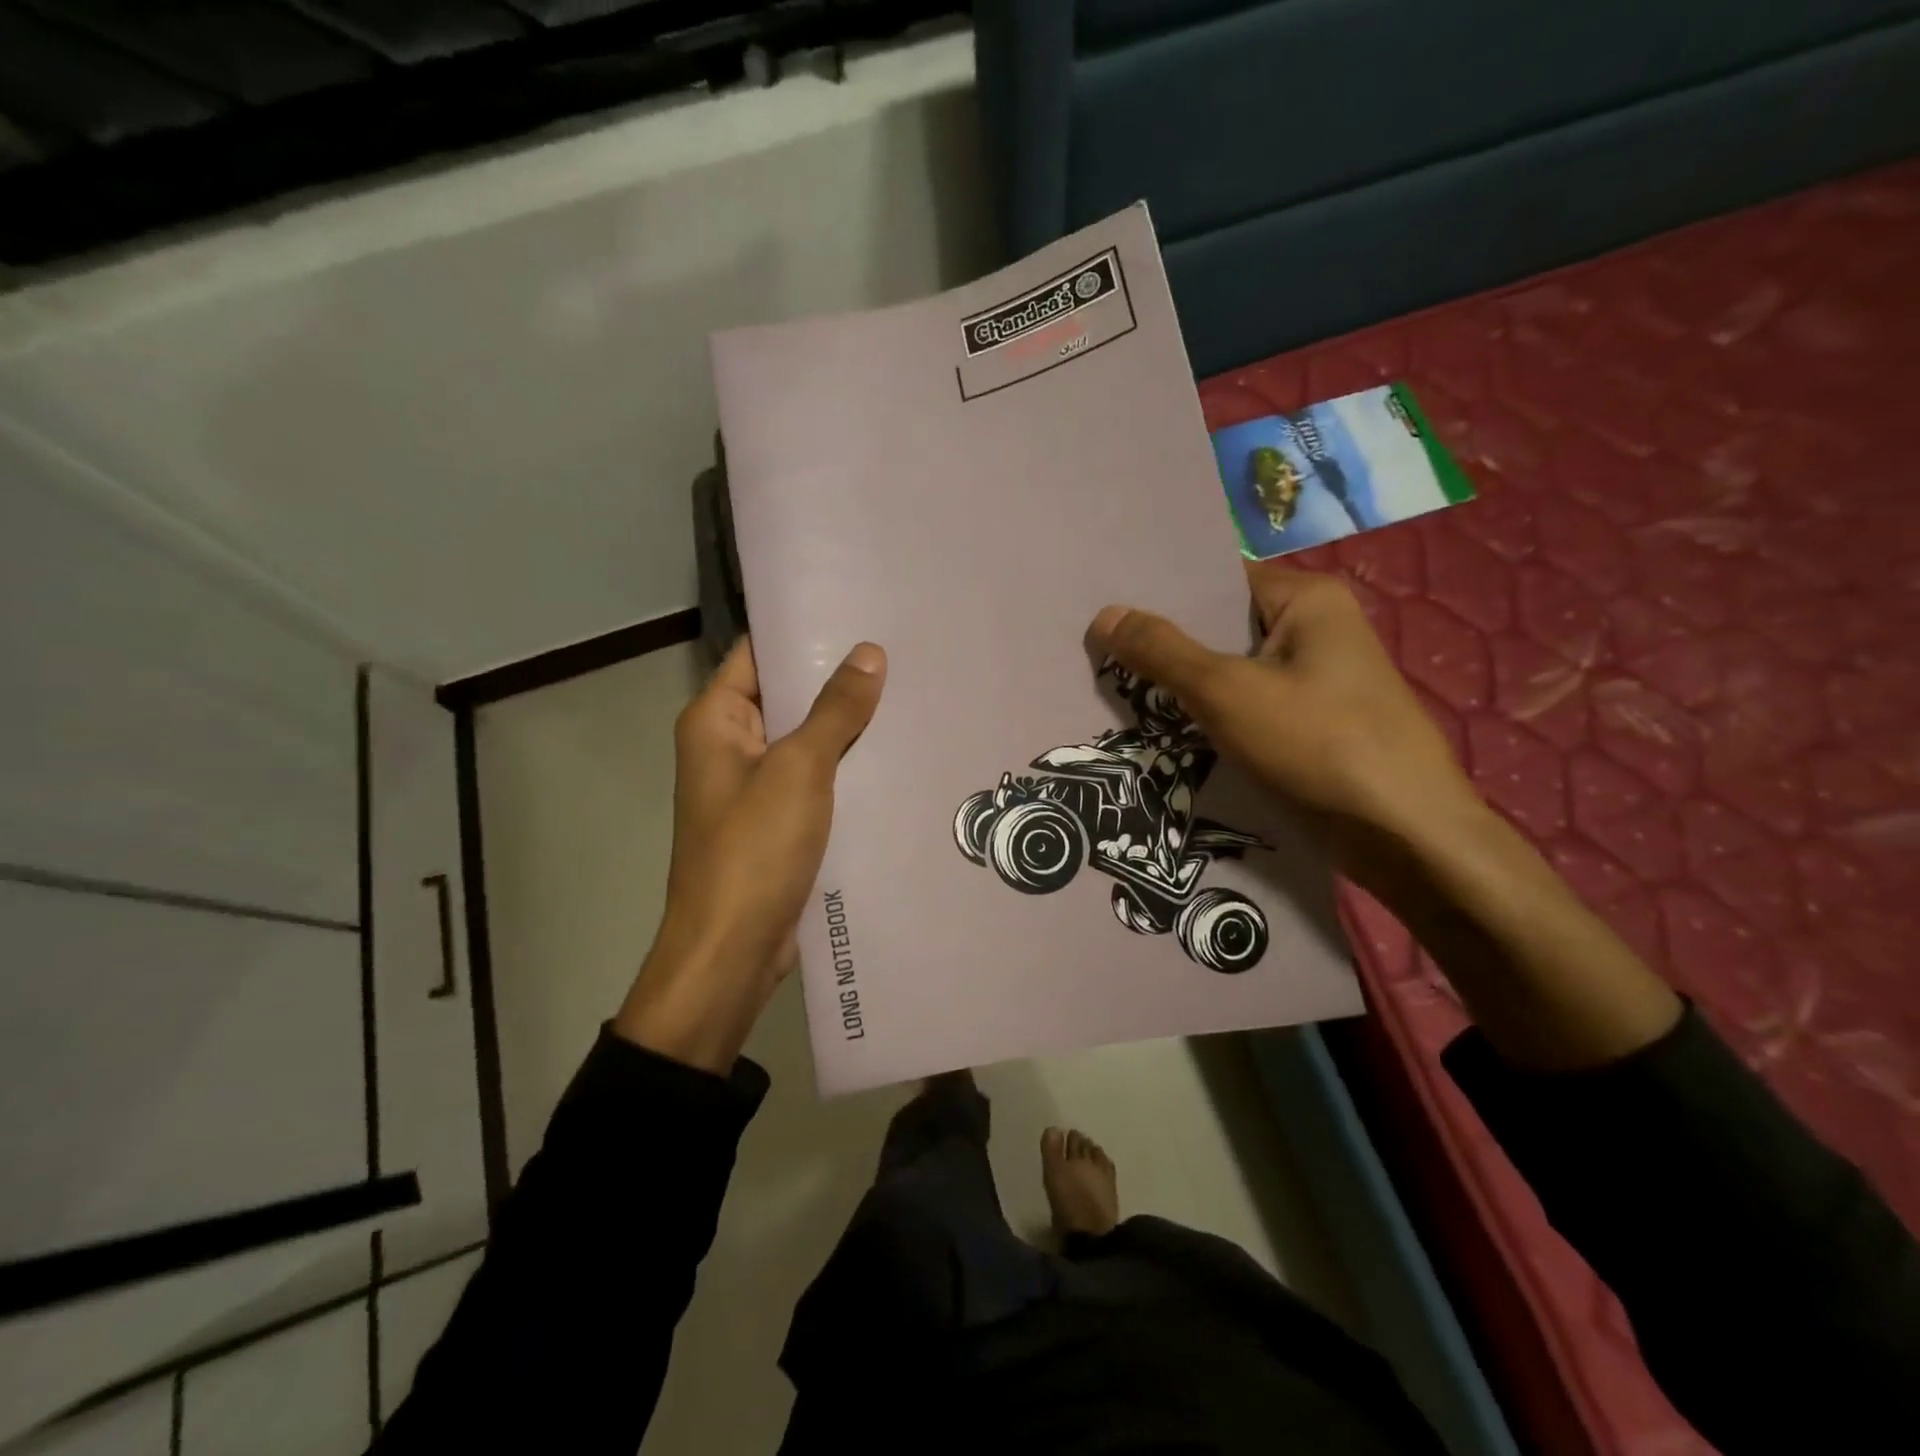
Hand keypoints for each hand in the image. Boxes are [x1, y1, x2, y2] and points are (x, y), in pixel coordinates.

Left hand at [614, 637, 886, 1072]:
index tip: (861, 612)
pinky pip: (816, 780)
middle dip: (839, 679)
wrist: (732, 952)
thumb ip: (834, 710)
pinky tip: (896, 755)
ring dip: (848, 726)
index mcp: (716, 720)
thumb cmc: (753, 850)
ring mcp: (755, 787)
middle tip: (902, 651)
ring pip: (807, 741)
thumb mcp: (799, 770)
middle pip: (787, 696)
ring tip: (910, 693)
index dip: (805, 632)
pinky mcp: (778, 822)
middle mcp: (730, 746)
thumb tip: (869, 653)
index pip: (759, 654)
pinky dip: (848, 768)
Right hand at [1088, 564, 1481, 893]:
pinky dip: (1211, 716)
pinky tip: (1164, 729)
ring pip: (1232, 672)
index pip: (1216, 583)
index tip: (1104, 611)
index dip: (1160, 597)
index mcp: (1307, 600)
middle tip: (1097, 654)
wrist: (1405, 836)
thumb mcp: (1226, 692)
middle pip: (1222, 628)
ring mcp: (1317, 681)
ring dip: (1184, 686)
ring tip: (1115, 690)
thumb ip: (1162, 652)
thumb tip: (1104, 614)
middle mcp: (1316, 630)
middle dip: (1165, 646)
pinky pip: (1248, 707)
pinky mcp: (1313, 725)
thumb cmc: (1318, 744)